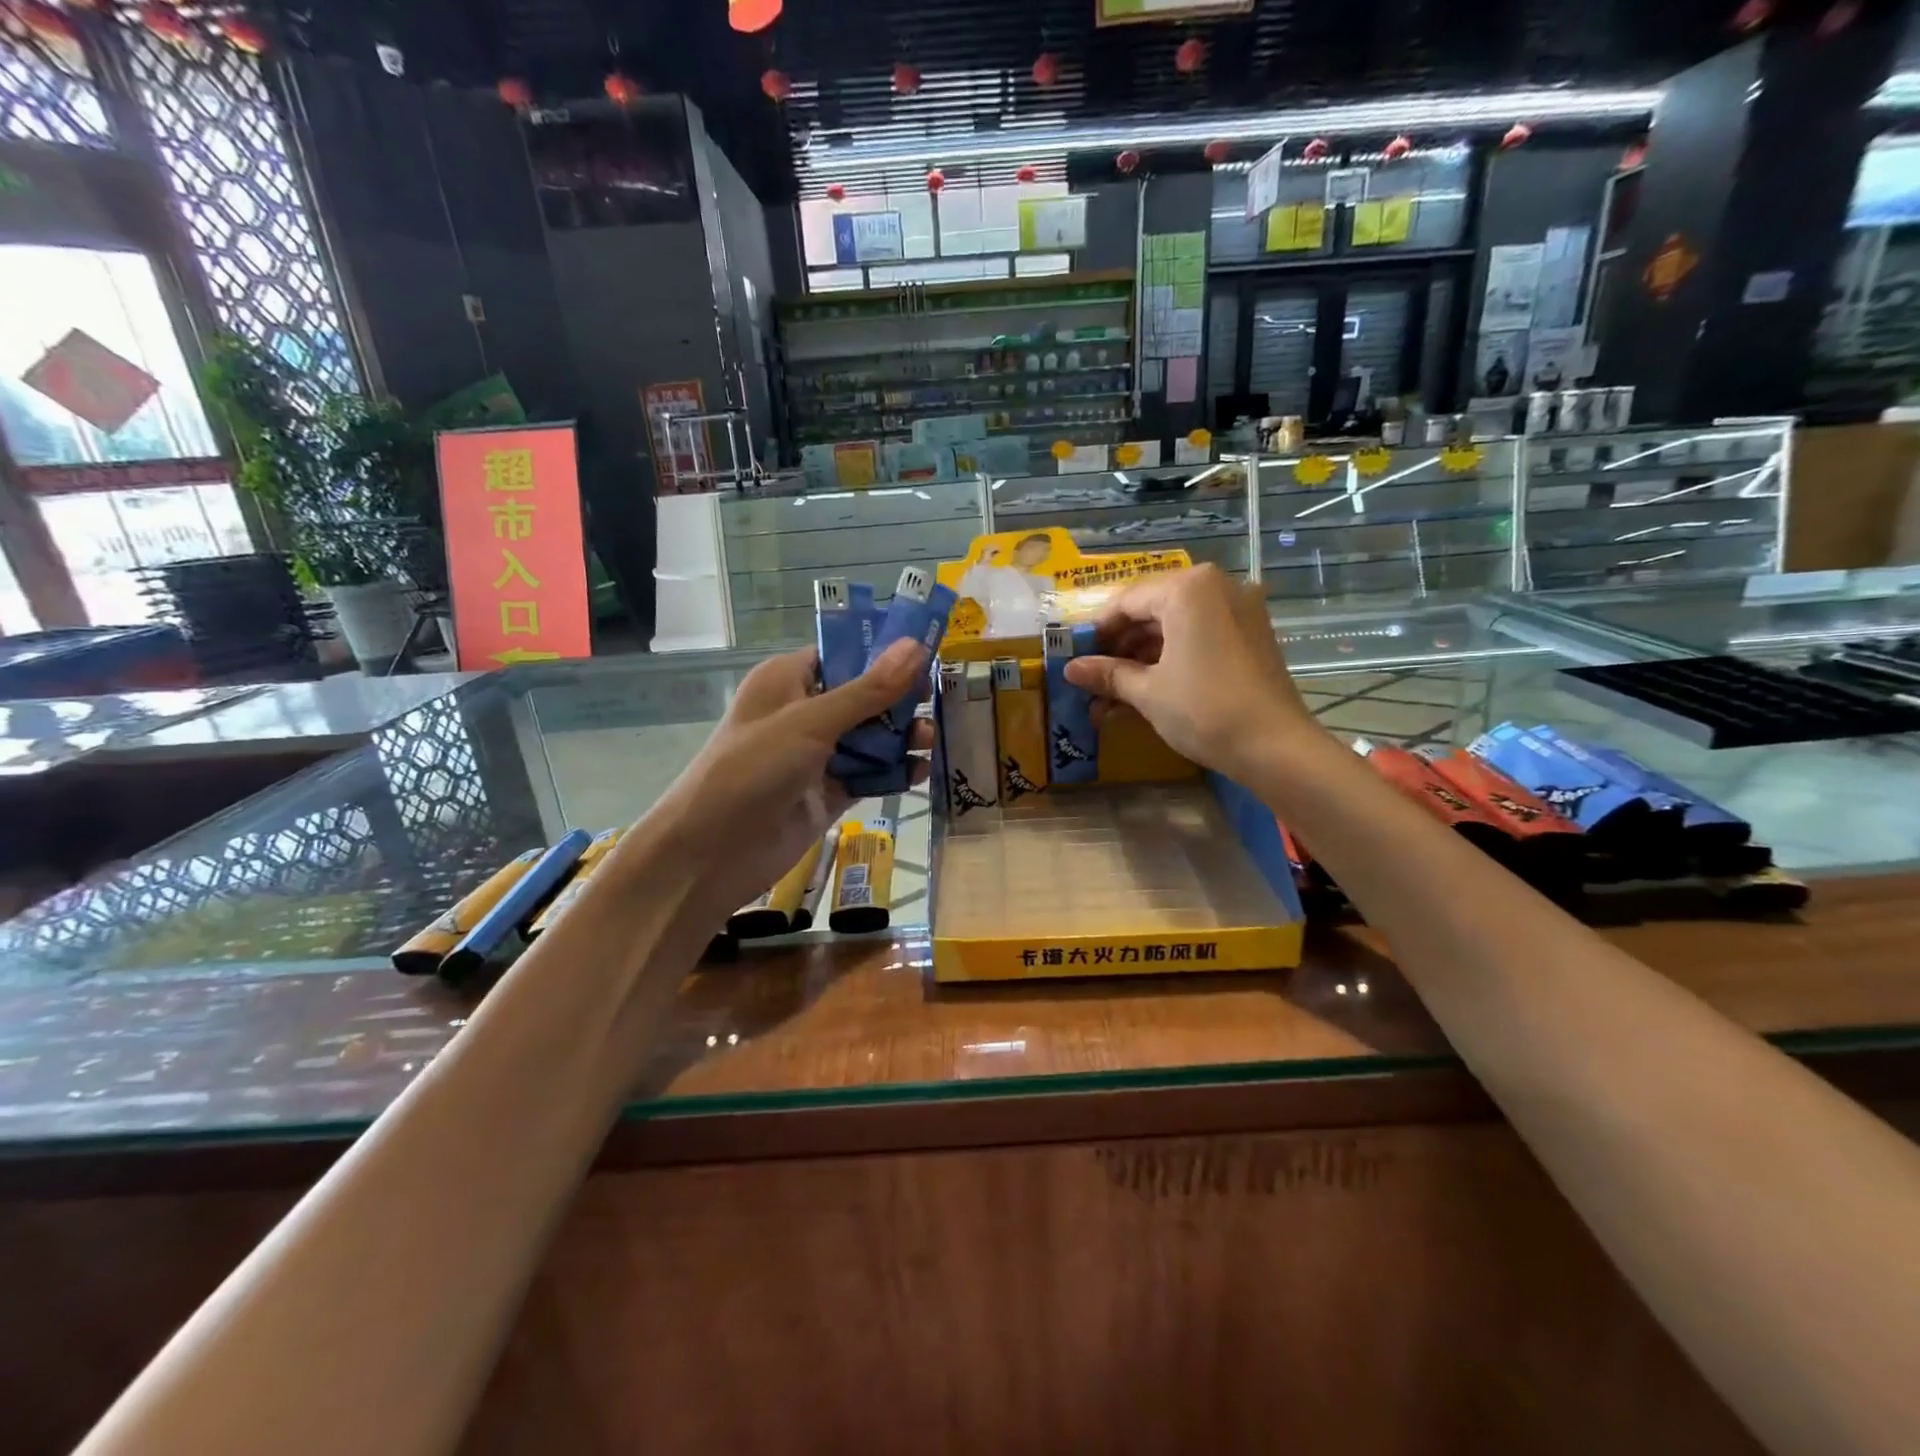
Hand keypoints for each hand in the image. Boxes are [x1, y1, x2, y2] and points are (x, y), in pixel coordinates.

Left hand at [652, 639, 932, 916]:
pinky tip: (919, 772)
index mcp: (789, 680)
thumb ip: (868, 690)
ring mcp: (816, 756)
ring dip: (900, 737)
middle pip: (863, 697)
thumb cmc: (753, 768)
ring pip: (869, 738)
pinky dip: (892, 772)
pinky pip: (868, 774)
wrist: (713, 852)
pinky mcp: (828, 792)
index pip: (843, 656)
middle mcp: (803, 713)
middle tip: (935, 703)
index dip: (884, 655)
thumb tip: (916, 646)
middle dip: (899, 700)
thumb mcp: (812, 722)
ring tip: (930, 740)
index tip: (928, 656)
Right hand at [1064, 565, 1317, 779]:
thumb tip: (1071, 669)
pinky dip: (1173, 657)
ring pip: (1176, 624)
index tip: (1076, 657)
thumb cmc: (1204, 710)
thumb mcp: (1148, 692)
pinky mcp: (1251, 633)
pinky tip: (1147, 688)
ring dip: (1143, 656)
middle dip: (1121, 646)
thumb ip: (1108, 674)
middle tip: (1094, 676)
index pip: (1127, 601)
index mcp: (1188, 589)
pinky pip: (1200, 634)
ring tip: (1114, 692)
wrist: (1276, 747)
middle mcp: (1216, 586)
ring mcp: (1239, 609)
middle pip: (1153, 609)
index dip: (1097, 631)